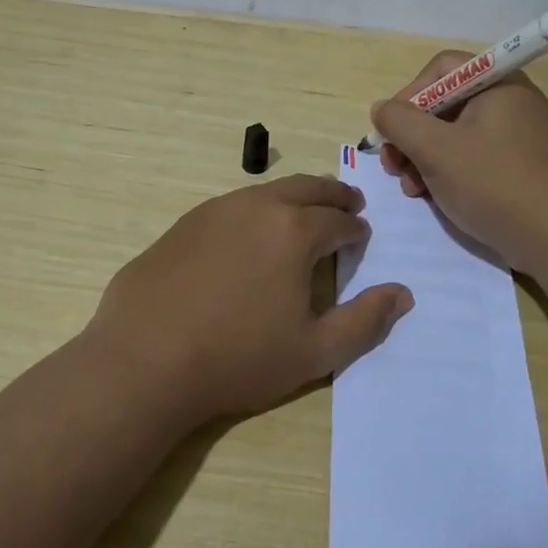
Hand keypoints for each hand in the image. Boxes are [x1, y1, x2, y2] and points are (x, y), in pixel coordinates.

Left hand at [88, 174, 413, 422]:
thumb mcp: (314, 352)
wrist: (144, 359)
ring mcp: (215, 210)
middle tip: (348, 204)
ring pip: (266, 191)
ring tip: (302, 213)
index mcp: (294, 231)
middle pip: (306, 188)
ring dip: (293, 197)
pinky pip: (232, 206)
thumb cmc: (238, 358)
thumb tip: (403, 293)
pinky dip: (255, 210)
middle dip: (332, 195)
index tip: (361, 236)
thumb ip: (365, 321)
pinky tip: (249, 235)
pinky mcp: (183, 224)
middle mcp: (257, 206)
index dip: (355, 229)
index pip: (338, 221)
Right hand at [372, 53, 547, 275]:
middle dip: (411, 134)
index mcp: (497, 85)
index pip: (442, 68)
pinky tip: (431, 196)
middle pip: (444, 103)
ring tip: (410, 187)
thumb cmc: (494, 184)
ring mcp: (516, 136)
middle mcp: (509, 102)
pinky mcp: (517, 166)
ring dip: (423, 157)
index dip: (410, 94)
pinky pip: (471, 156)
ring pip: (453, 134)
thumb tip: (381, 108)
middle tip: (393, 165)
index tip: (392, 129)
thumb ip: (400, 121)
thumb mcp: (435, 149)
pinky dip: (446, 171)